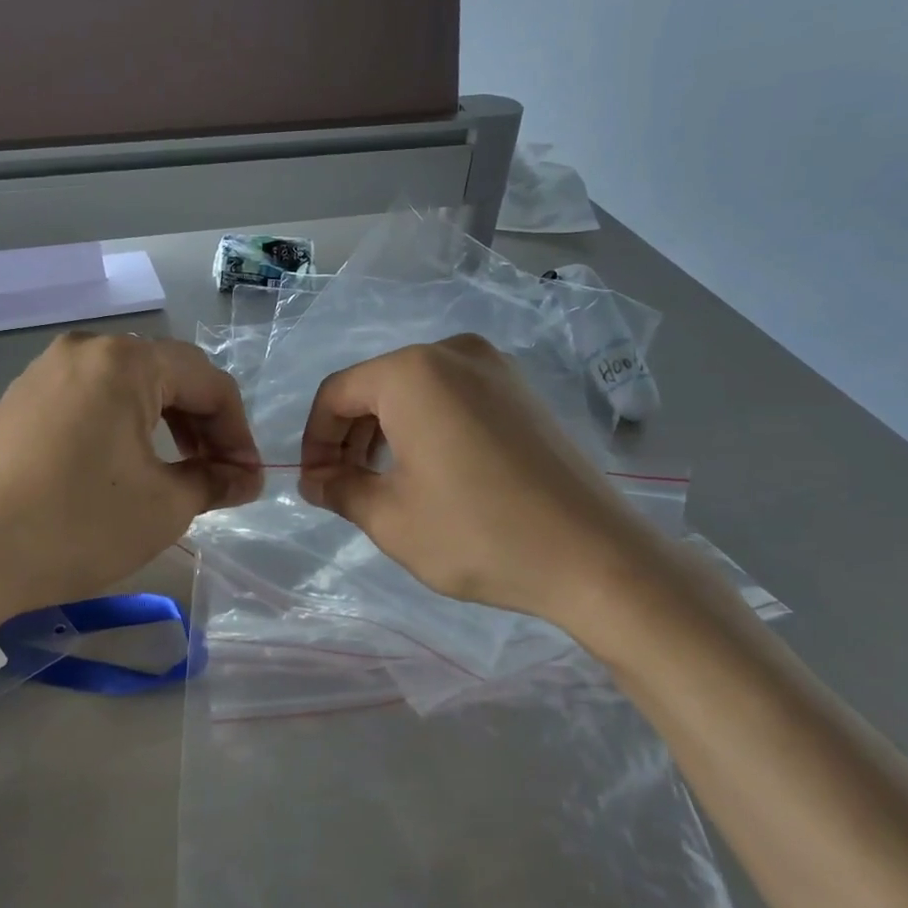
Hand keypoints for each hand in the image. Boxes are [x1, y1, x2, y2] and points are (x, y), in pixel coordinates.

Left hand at [0, 334, 259, 677]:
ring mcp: (46, 371)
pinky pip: (92, 399)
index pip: (208, 382)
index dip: (238, 430)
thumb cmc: (78, 524)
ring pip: (129, 388)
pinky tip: (127, 467)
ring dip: (165, 426)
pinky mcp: (22, 399)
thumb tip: (248, 478)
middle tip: (219, 476)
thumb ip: (216, 481)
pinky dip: (124, 427)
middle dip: (203, 426)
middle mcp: (86, 349)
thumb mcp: (164, 506)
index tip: (248, 477)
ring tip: (179, 472)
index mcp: (125, 361)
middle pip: (168, 376)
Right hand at [297, 335, 660, 634]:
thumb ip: (339, 490)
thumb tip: (313, 479)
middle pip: (376, 386)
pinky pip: (454, 397)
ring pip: (416, 391)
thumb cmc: (478, 533)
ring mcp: (496, 368)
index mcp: (412, 372)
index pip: (337, 393)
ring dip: (387, 432)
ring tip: (383, 483)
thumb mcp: (390, 519)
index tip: (314, 484)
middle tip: (344, 487)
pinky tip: (431, 472)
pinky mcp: (523, 392)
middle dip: (350, 436)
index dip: (315, 439)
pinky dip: (427, 427)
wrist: (594, 555)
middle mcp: (453, 352)